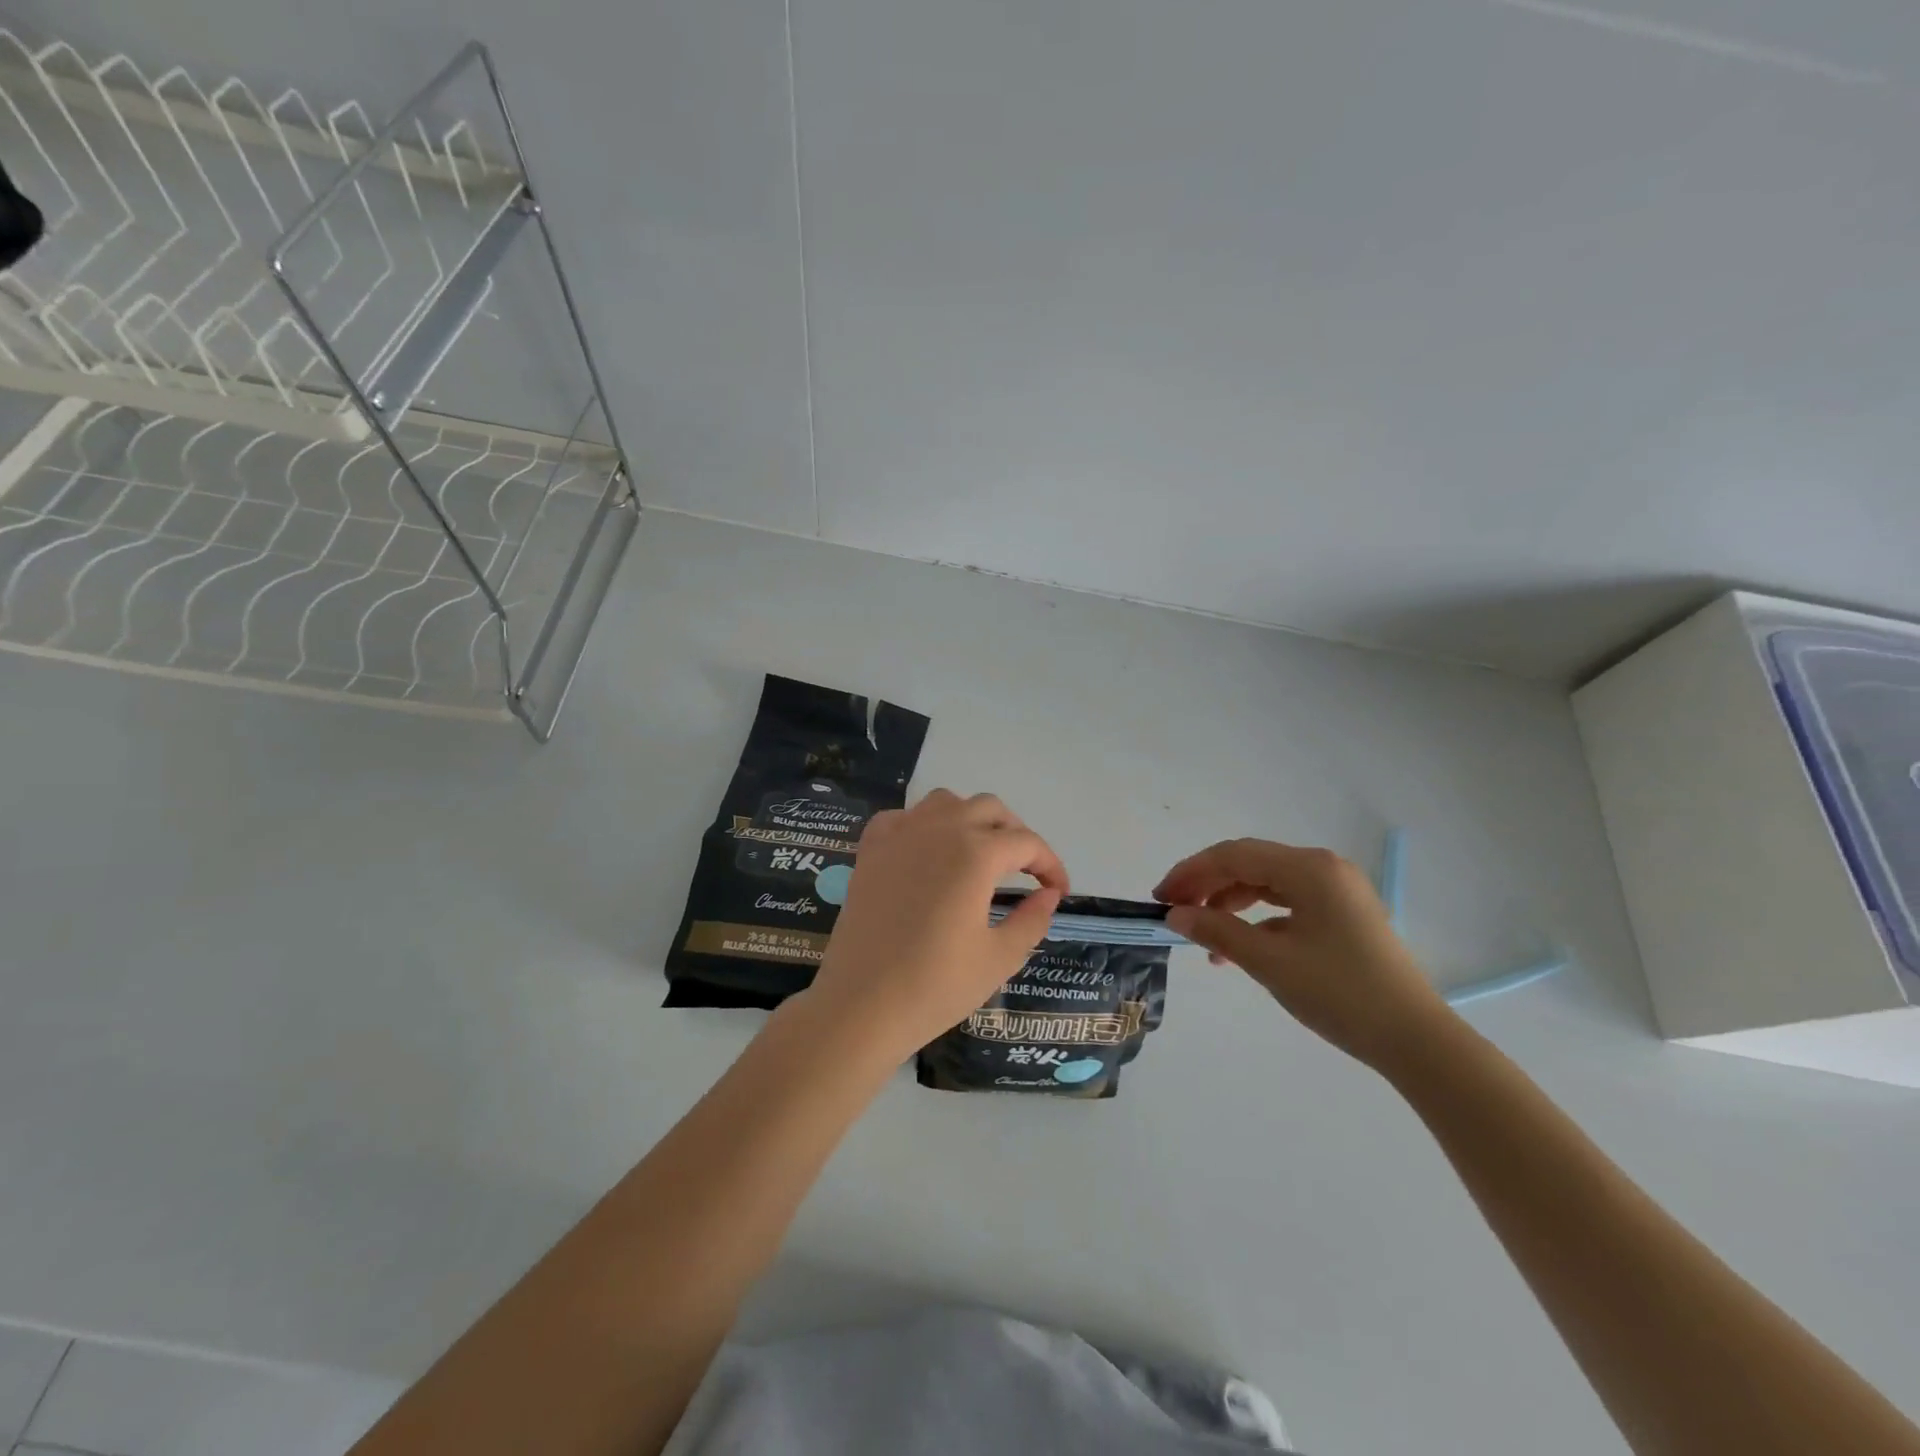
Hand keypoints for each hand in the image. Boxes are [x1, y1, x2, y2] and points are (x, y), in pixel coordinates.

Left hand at [807, 789, 1067, 1058]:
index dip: (1050, 864)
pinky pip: (903, 817)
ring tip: (979, 854)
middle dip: (1015, 834)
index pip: (1026, 843)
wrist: (860, 1005)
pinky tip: (927, 852)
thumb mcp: (999, 958)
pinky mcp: (870, 850)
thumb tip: (1048, 895)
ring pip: (946, 803)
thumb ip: (1033, 919)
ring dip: (971, 819)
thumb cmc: (936, 987)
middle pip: (990, 809)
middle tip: (1025, 870)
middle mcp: (939, 830)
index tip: (1058, 891)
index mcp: (976, 854)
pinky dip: (923, 824)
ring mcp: (900, 835)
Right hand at [1154, 839, 1448, 1069]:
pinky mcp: (1343, 914)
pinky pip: (1288, 903)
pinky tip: (1240, 947)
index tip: (1160, 898)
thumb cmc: (1340, 993)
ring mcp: (1337, 890)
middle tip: (1175, 912)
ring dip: (1229, 904)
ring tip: (1204, 937)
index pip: (1233, 856)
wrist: (1416, 1040)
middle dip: (1207, 886)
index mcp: (1308, 868)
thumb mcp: (1269, 962)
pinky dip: (1258, 919)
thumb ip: (1217, 931)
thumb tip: (1175, 915)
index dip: (1190, 873)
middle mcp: (1323, 867)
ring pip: (1267, 883)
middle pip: (1250, 864)